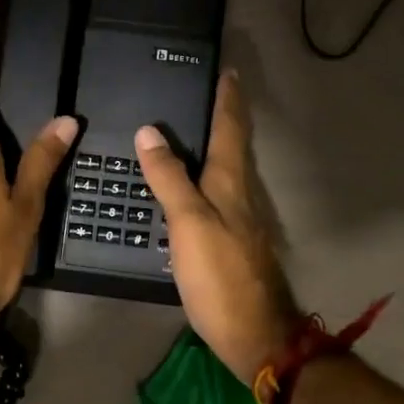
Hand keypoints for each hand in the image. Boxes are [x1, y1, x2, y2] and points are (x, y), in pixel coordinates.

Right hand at [135, 70, 299, 382]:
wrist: (254, 333)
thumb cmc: (220, 275)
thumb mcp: (188, 223)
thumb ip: (169, 178)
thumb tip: (150, 132)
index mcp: (230, 182)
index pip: (231, 128)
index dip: (228, 98)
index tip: (228, 71)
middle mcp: (240, 194)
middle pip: (234, 145)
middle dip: (225, 116)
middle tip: (207, 92)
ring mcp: (240, 219)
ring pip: (227, 170)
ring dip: (217, 145)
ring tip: (194, 129)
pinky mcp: (233, 242)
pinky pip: (218, 195)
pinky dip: (206, 177)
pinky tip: (190, 186)